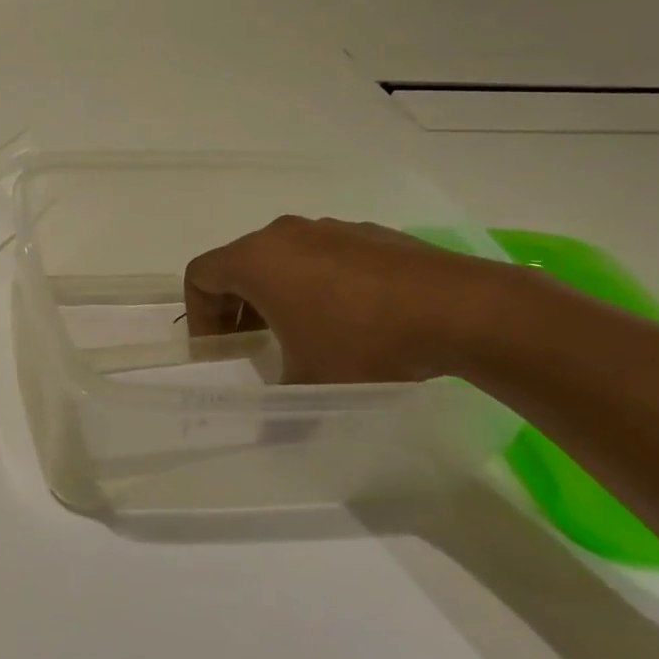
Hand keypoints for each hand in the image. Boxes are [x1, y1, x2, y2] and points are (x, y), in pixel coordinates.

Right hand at [183, 216, 506, 383]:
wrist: (460, 310)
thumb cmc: (363, 342)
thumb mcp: (310, 382)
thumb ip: (277, 405)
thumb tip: (271, 430)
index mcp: (256, 260)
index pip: (200, 275)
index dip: (198, 315)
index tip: (220, 349)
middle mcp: (284, 235)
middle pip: (238, 263)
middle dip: (235, 305)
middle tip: (250, 344)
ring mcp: (329, 228)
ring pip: (282, 257)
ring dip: (277, 292)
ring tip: (301, 332)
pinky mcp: (368, 234)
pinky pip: (323, 255)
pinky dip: (317, 282)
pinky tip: (349, 319)